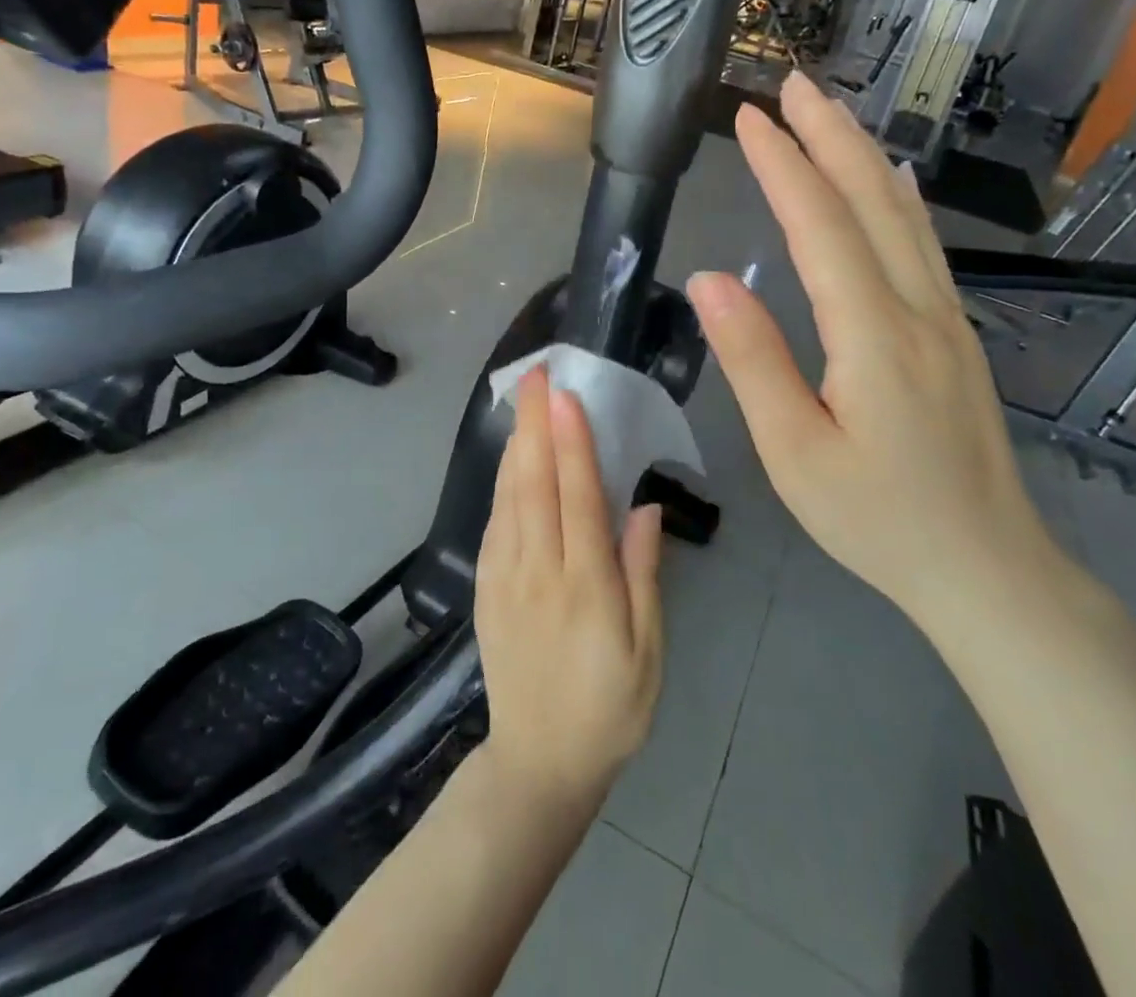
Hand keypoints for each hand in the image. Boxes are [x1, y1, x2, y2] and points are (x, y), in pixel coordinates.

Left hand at [475, 369, 664, 811]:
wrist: (538, 762)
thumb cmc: (609, 708)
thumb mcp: (648, 653)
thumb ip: (644, 575)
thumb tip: (645, 507)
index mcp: (586, 588)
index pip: (578, 499)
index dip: (572, 444)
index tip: (565, 396)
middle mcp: (539, 572)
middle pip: (535, 485)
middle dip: (534, 424)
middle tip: (535, 374)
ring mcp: (505, 578)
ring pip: (509, 497)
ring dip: (515, 443)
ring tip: (521, 399)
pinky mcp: (486, 587)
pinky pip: (494, 522)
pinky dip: (501, 482)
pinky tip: (508, 458)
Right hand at [686, 72, 1055, 623]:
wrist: (984, 566)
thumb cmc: (876, 518)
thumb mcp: (793, 452)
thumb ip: (752, 361)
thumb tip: (708, 280)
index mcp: (873, 335)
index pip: (820, 228)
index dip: (783, 167)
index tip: (748, 119)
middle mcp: (918, 310)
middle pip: (870, 201)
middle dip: (828, 135)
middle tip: (790, 83)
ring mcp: (946, 318)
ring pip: (902, 216)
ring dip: (862, 154)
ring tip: (829, 111)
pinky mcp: (955, 335)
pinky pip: (923, 244)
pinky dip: (898, 196)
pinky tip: (892, 179)